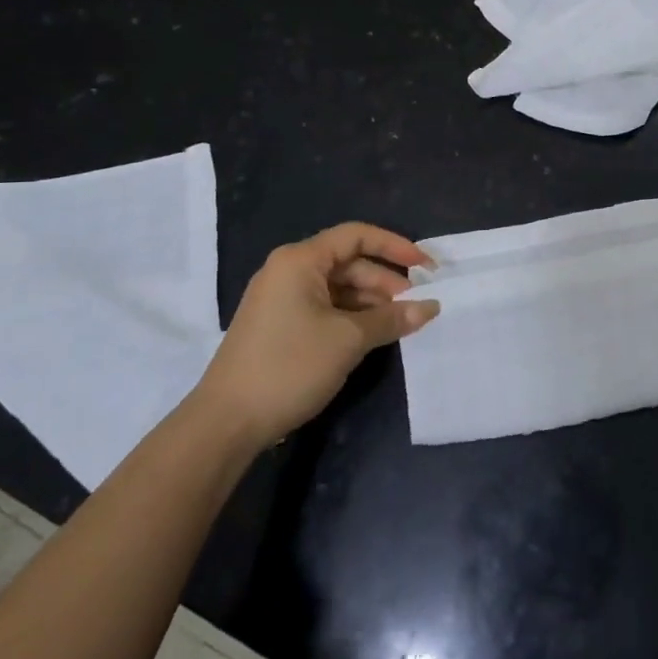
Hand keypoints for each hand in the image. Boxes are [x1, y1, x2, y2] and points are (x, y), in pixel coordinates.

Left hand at [193, 223, 439, 448]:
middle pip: (348, 262)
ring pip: (338, 287)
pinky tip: (373, 335)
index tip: (426, 267)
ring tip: (400, 323)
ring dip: (371, 302)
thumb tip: (431, 307)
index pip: (356, 236)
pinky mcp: (279, 325)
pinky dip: (352, 316)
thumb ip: (392, 318)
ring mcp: (281, 299)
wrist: (226, 422)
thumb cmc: (290, 366)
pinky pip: (325, 307)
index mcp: (300, 260)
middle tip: (416, 304)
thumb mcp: (349, 340)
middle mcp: (288, 271)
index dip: (395, 246)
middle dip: (385, 281)